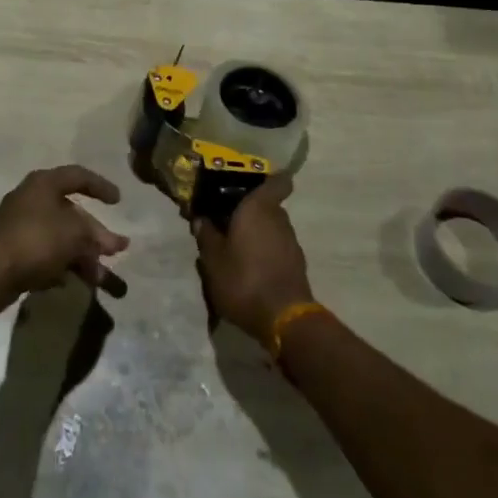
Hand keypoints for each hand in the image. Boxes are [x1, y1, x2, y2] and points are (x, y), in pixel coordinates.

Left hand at [0, 165, 128, 310]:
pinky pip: (47, 254)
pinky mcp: (14, 253)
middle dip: (96, 234)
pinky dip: (64, 265)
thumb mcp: (74, 234)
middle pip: (72, 213)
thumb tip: (111, 243)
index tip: (118, 201)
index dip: (100, 186)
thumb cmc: (36, 239)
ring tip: (102, 278)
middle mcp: (33, 199)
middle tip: (117, 249)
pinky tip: (78, 281)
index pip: (78, 176)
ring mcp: (21, 226)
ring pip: (61, 237)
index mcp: (45, 183)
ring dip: (83, 255)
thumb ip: (95, 237)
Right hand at [193, 174, 313, 342]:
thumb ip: (207, 236)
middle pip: (267, 205)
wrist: (284, 319)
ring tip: (235, 249)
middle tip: (227, 222)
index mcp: (259, 207)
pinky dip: (266, 252)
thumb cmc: (244, 279)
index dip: (268, 178)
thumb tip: (201, 219)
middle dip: (250, 211)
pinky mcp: (297, 264)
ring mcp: (291, 241)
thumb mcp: (213, 260)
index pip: (277, 181)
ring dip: (257, 233)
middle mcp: (279, 218)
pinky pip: (278, 247)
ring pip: (272, 227)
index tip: (251, 183)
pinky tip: (250, 269)